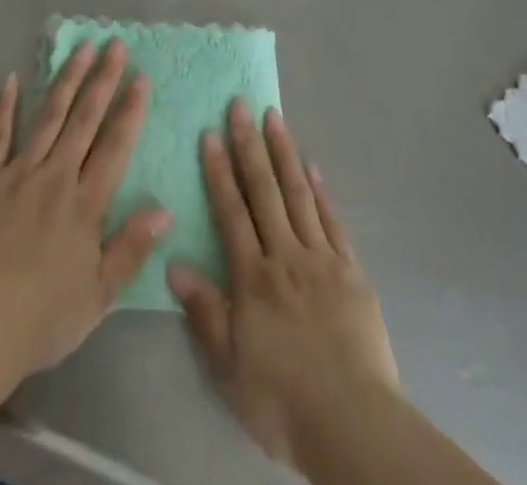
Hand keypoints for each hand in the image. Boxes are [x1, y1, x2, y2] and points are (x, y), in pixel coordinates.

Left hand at [0, 41, 170, 428]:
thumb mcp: (98, 296)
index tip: (141, 77)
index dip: (130, 110)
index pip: (114, 146)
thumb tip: (165, 209)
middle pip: (84, 120)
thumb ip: (131, 248)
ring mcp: (17, 173)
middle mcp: (55, 177)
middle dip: (102, 80)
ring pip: (48, 117)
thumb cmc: (42, 318)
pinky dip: (4, 106)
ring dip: (66, 80)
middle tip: (114, 45)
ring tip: (81, 49)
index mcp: (85, 204)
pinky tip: (12, 79)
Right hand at [168, 100, 398, 472]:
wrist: (353, 423)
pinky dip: (321, 190)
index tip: (210, 132)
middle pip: (264, 191)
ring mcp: (322, 259)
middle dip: (249, 145)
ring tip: (274, 117)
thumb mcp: (229, 367)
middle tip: (240, 104)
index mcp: (254, 277)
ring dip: (284, 152)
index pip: (231, 211)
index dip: (219, 170)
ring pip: (299, 194)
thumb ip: (204, 311)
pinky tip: (313, 165)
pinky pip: (332, 220)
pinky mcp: (351, 270)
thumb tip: (173, 264)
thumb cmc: (282, 399)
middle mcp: (286, 255)